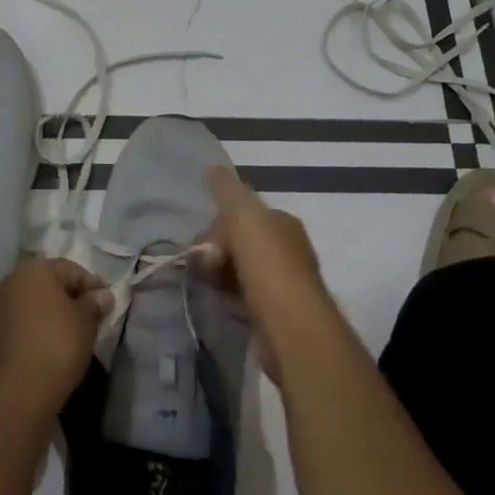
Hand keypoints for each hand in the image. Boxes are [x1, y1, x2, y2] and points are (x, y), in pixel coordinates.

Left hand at [0, 257, 111, 419]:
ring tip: (65, 336)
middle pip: (47, 284)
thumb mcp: (85, 324)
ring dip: (46, 314)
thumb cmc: (57, 347)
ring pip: (29, 304)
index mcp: (35, 269)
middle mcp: (11, 280)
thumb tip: (102, 295)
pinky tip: (42, 349)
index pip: (71, 270)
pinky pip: (15, 324)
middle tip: (87, 319)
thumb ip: (94, 304)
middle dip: (67, 298)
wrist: (14, 393)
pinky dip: (30, 331)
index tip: (106, 304)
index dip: (91, 286)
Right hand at [202, 163, 330, 383]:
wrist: (292, 327)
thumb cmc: (267, 264)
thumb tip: (211, 166)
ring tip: (206, 285)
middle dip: (217, 250)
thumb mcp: (242, 215)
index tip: (203, 238)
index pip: (243, 213)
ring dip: (220, 275)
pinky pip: (244, 298)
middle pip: (240, 242)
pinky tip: (220, 303)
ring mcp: (285, 284)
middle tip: (202, 264)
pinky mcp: (277, 315)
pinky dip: (229, 298)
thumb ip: (226, 189)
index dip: (219, 221)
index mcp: (282, 222)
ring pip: (240, 270)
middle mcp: (288, 249)